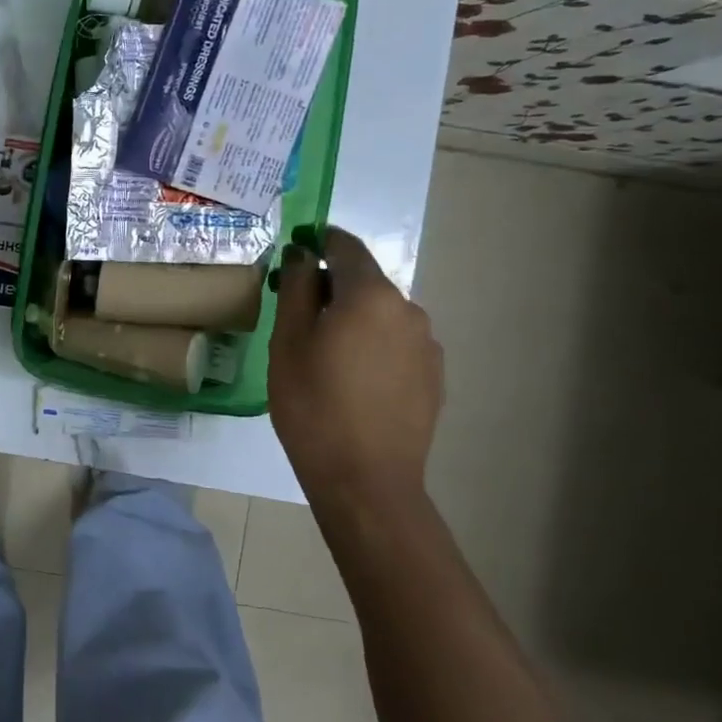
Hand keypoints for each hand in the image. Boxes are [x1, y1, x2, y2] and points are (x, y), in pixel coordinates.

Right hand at [269, 227, 443, 503]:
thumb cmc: (313, 404)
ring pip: (381, 314)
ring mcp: (426, 344)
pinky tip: (352, 379)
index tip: (295, 250)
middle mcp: (407, 309)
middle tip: (297, 314)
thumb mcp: (288, 341)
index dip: (318, 241)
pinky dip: (372, 345)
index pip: (345, 246)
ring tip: (323, 354)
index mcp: (370, 295)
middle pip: (364, 281)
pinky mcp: (433, 376)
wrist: (365, 479)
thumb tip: (301, 253)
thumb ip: (295, 287)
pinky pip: (396, 343)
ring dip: (353, 318)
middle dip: (331, 286)